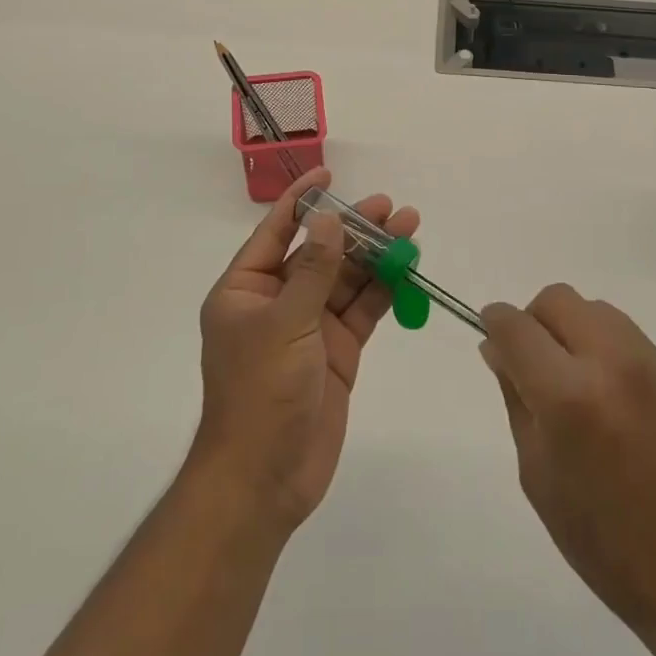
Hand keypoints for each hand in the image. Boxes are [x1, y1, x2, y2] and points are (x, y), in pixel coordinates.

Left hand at [190, 167, 418, 533]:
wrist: (265, 481)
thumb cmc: (260, 393)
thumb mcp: (285, 323)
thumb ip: (312, 269)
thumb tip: (328, 217)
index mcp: (246, 290)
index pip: (276, 232)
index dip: (303, 200)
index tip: (329, 174)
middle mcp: (277, 302)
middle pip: (320, 252)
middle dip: (354, 228)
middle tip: (390, 206)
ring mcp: (309, 327)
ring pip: (347, 279)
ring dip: (376, 255)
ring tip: (410, 226)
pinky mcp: (337, 352)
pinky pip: (362, 311)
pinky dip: (384, 290)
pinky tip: (407, 268)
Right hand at [478, 285, 655, 651]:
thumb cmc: (602, 541)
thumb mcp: (537, 474)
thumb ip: (516, 397)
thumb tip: (497, 347)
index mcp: (569, 397)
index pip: (516, 326)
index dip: (495, 321)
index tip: (491, 329)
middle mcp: (616, 365)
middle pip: (560, 300)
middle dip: (537, 320)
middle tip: (538, 361)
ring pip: (601, 314)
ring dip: (580, 335)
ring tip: (588, 387)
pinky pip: (640, 348)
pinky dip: (621, 365)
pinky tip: (632, 415)